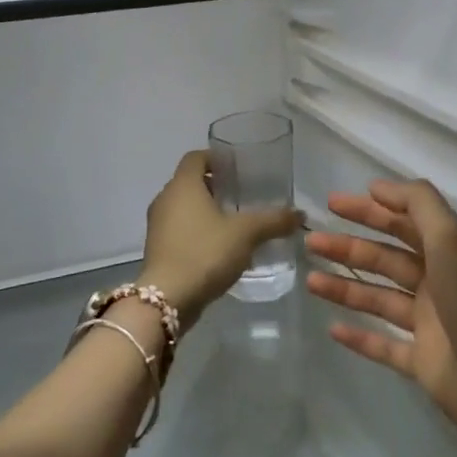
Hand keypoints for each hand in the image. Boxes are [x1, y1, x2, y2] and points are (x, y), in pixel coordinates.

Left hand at [138, 150, 299, 330]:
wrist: (167, 299)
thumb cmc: (205, 253)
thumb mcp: (246, 234)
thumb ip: (273, 220)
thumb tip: (299, 214)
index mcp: (183, 185)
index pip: (196, 157)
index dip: (216, 158)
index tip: (238, 167)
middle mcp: (165, 199)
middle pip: (190, 182)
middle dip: (215, 186)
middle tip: (242, 194)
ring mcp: (158, 225)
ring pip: (184, 207)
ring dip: (206, 210)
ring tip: (234, 222)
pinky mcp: (158, 249)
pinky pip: (179, 229)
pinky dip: (197, 231)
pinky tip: (219, 247)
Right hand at [307, 179, 456, 453]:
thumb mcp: (450, 236)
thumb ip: (417, 203)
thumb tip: (378, 187)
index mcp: (448, 252)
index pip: (402, 223)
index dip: (369, 210)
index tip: (332, 203)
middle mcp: (438, 284)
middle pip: (385, 259)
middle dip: (349, 247)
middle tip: (311, 241)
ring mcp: (430, 325)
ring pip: (379, 299)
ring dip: (345, 287)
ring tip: (309, 280)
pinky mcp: (423, 364)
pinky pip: (384, 346)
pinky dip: (360, 337)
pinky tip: (332, 328)